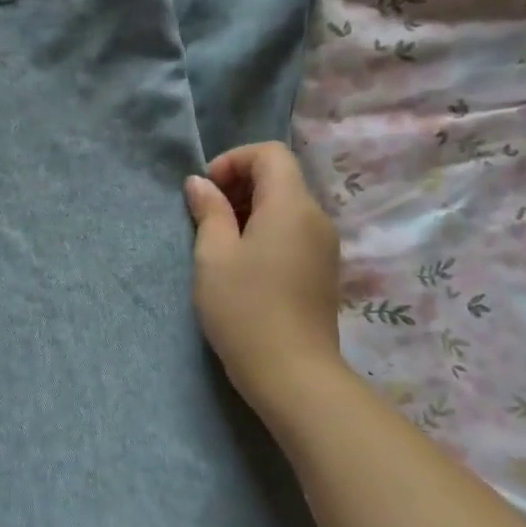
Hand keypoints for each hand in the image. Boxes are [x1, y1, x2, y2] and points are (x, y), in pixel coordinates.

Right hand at [185, 141, 344, 417]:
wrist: (292, 372)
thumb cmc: (244, 308)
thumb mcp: (213, 255)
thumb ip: (209, 212)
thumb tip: (200, 184)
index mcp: (291, 206)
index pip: (270, 154)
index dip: (233, 161)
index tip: (205, 191)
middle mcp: (316, 217)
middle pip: (280, 177)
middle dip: (239, 184)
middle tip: (205, 216)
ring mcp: (324, 245)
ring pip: (286, 205)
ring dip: (250, 209)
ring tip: (218, 241)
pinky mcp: (322, 269)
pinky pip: (293, 231)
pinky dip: (265, 231)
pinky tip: (242, 263)